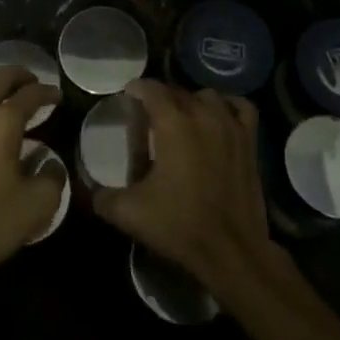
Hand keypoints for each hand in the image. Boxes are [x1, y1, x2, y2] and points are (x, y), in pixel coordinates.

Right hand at [91, 80, 280, 297]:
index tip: (127, 98)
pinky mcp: (250, 141)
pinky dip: (228, 106)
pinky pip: (240, 107)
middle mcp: (202, 114)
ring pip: (207, 96)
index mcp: (172, 122)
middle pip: (177, 91)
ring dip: (192, 102)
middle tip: (149, 117)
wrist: (231, 251)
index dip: (136, 89)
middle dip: (161, 98)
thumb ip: (103, 197)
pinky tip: (219, 116)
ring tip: (182, 119)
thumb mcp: (130, 213)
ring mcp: (230, 125)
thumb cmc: (179, 226)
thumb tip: (89, 190)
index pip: (150, 88)